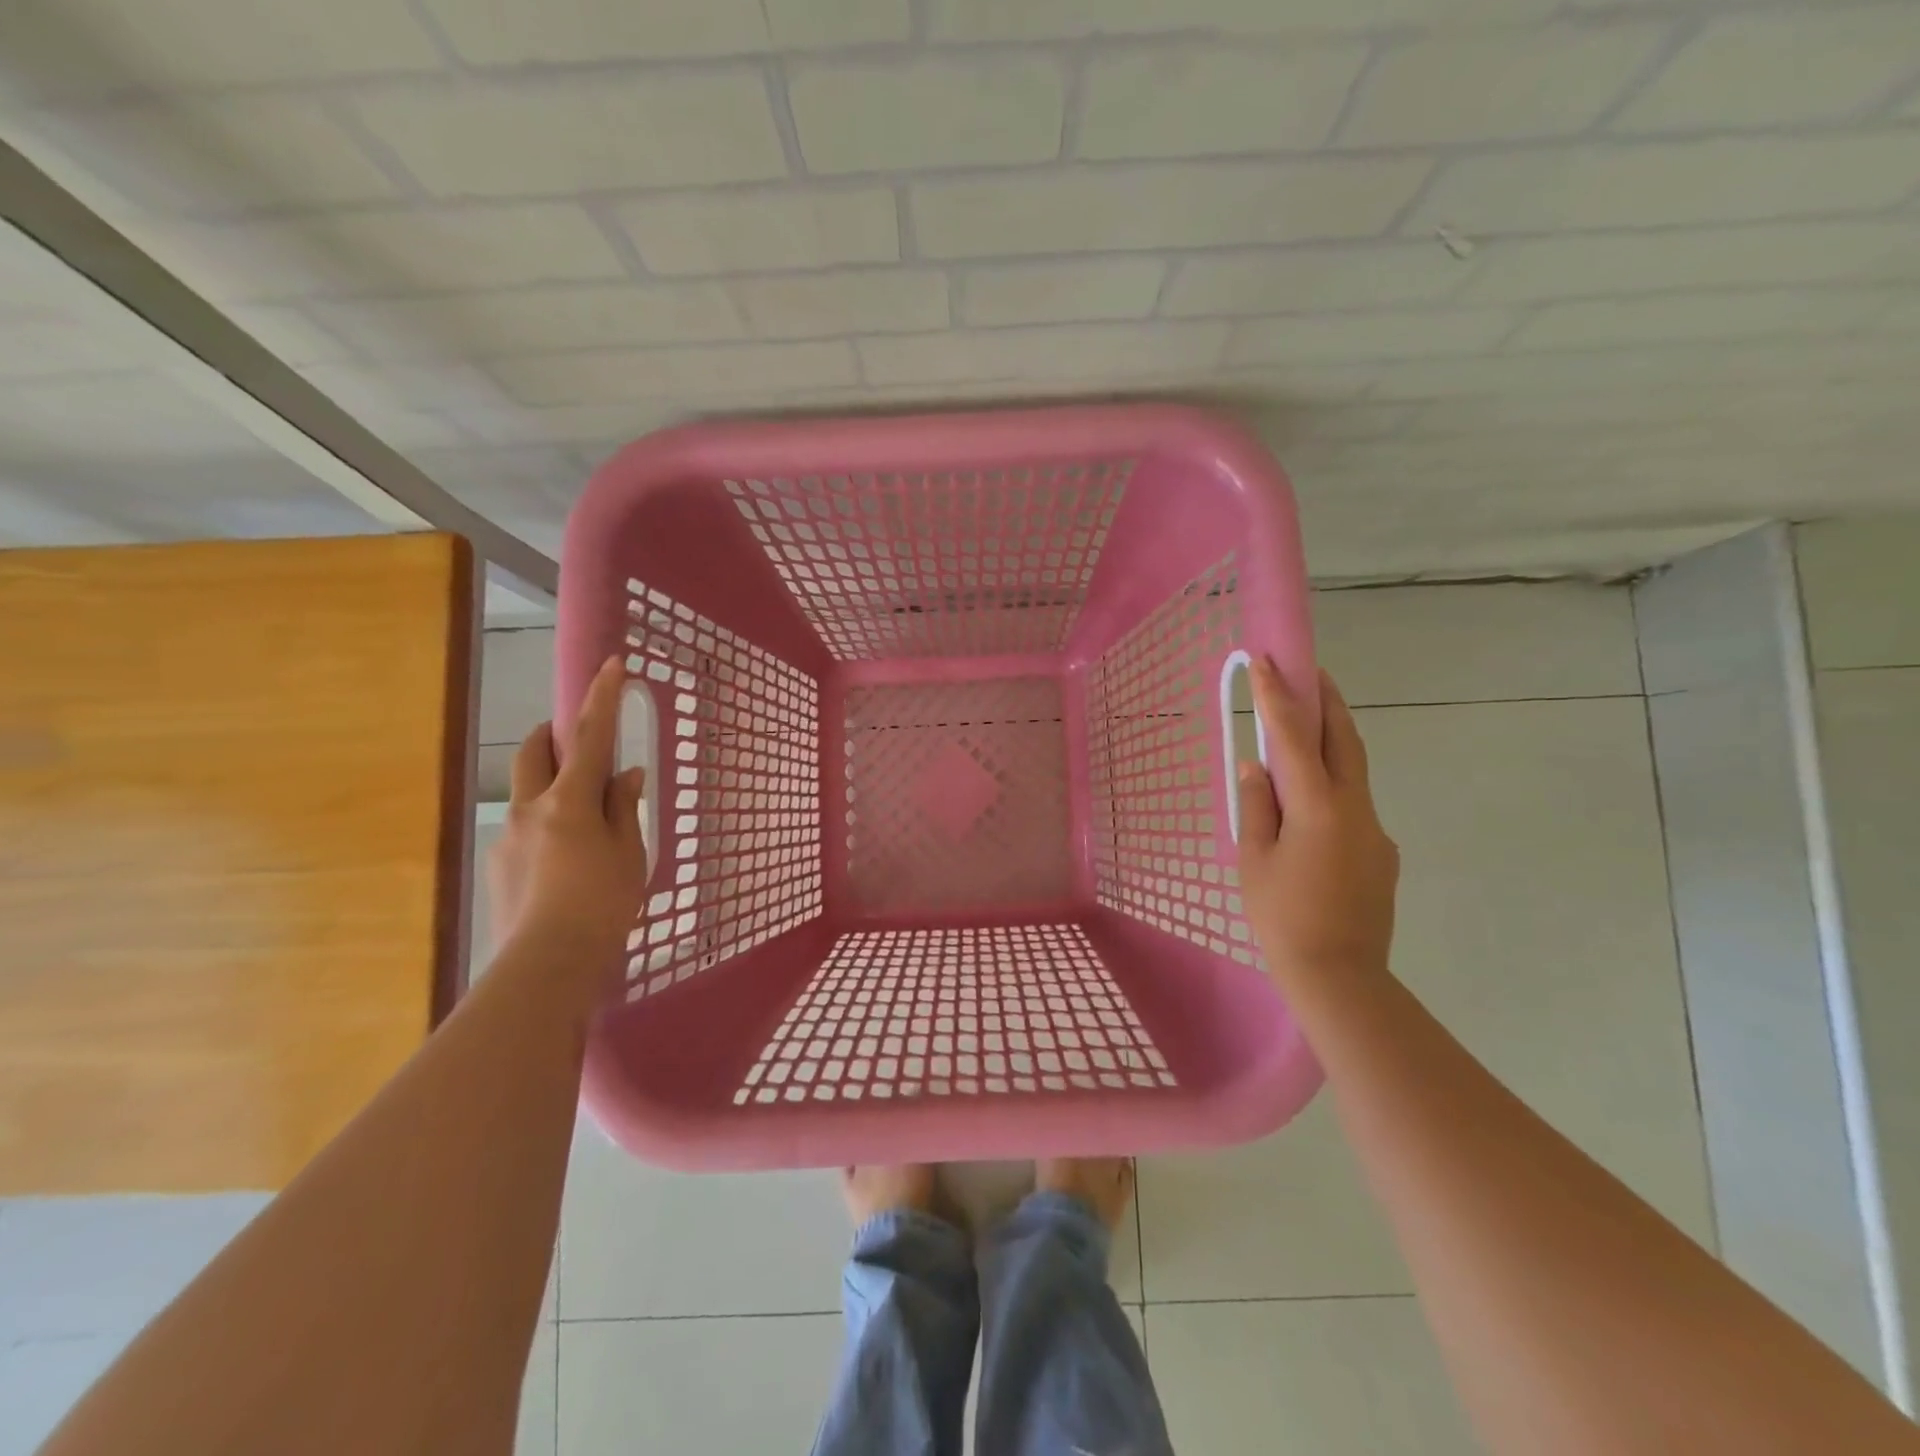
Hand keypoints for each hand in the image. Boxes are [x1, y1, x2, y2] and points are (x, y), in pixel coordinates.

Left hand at [488, 656, 646, 968]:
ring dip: (551, 786)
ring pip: (527, 792)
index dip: (602, 698)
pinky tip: (566, 864)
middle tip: (577, 743)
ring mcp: (509, 837)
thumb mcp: (629, 852)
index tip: (611, 663)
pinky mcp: (498, 865)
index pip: (589, 736)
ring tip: (583, 824)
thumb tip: (626, 773)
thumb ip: (624, 808)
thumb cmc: (603, 903)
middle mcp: (531, 808)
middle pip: (534, 752)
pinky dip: (546, 826)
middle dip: (551, 734)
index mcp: (570, 801)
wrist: (548, 963)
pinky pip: (525, 828)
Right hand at [1236, 659, 1398, 983]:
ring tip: (1305, 732)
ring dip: (1332, 742)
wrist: (1340, 977)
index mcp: (1318, 807)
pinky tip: (1310, 813)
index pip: (1295, 738)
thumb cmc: (1282, 917)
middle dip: (1328, 700)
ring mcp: (1375, 831)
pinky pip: (1354, 807)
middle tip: (1312, 671)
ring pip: (1353, 772)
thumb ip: (1256, 806)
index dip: (1279, 697)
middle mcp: (1355, 809)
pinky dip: (1333, 789)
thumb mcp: (1254, 860)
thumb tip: (1256, 766)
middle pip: (1345, 740)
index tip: (1268, 661)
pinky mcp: (1382, 853)